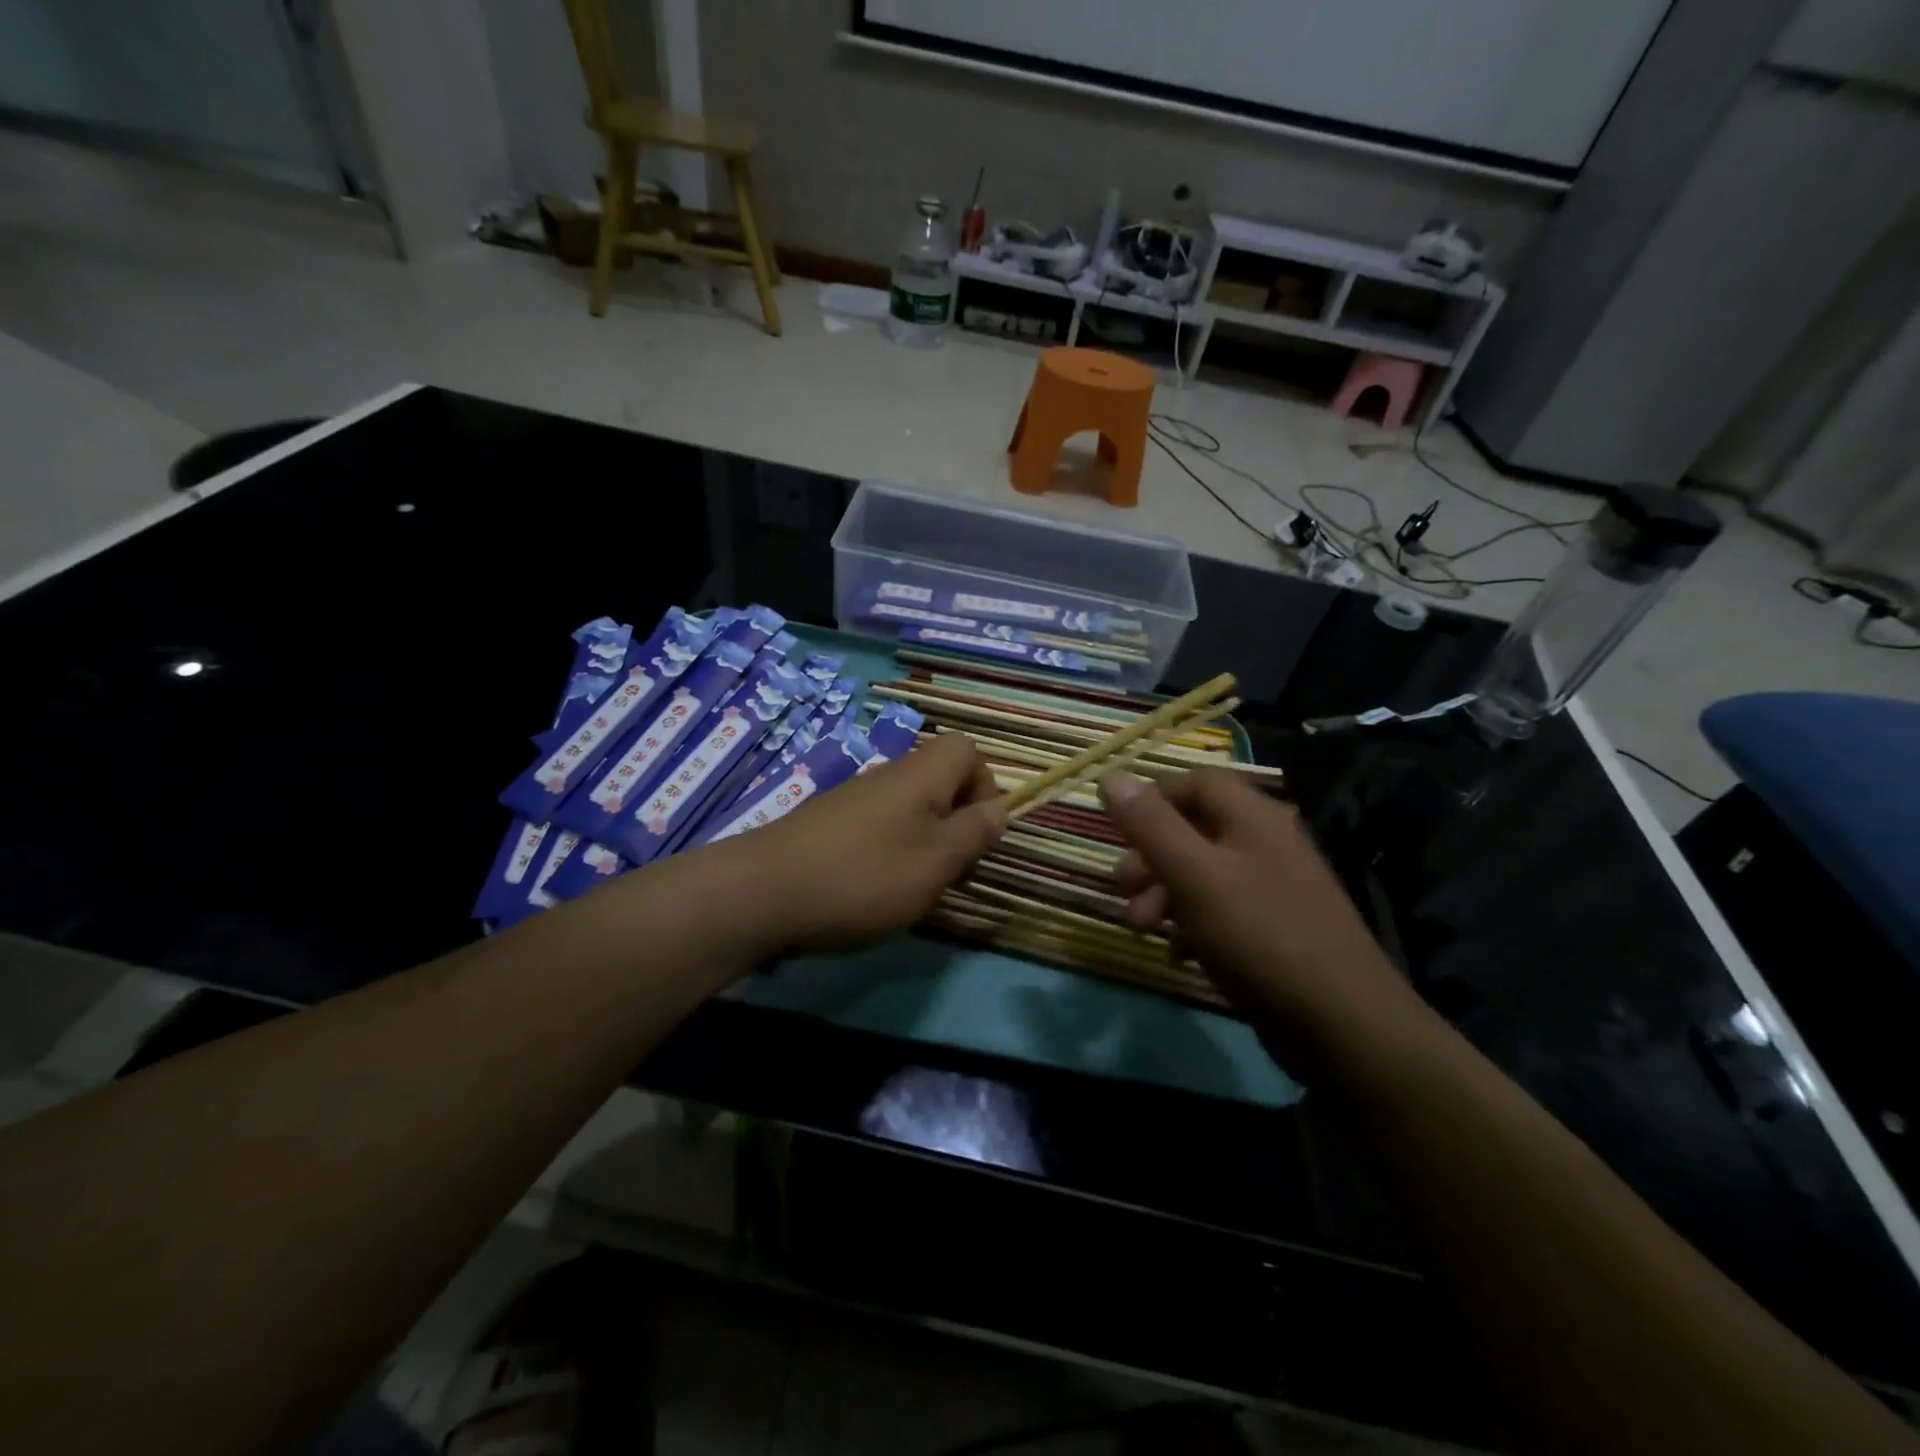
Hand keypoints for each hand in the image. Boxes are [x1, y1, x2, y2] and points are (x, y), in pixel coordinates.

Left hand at [743, 734, 1004, 954]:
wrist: (761, 894)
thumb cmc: (864, 875)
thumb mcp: (937, 860)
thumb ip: (975, 832)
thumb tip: (1000, 808)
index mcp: (921, 774)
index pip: (967, 750)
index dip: (985, 786)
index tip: (978, 833)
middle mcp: (888, 776)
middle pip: (940, 781)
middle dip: (957, 824)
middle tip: (952, 871)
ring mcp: (853, 800)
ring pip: (910, 810)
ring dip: (925, 844)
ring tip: (915, 889)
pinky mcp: (828, 826)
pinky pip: (878, 829)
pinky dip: (889, 855)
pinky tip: (873, 892)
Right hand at [1099, 768, 1420, 1049]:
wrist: (1341, 1023)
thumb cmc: (1259, 935)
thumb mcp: (1193, 874)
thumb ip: (1150, 825)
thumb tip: (1112, 776)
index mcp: (1254, 817)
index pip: (1197, 782)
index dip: (1153, 798)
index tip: (1118, 829)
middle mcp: (1267, 843)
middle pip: (1195, 830)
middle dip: (1150, 857)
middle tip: (1122, 888)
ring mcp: (1274, 888)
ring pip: (1203, 874)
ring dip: (1164, 894)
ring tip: (1141, 929)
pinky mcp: (1275, 930)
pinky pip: (1221, 911)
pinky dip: (1191, 925)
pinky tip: (1177, 954)